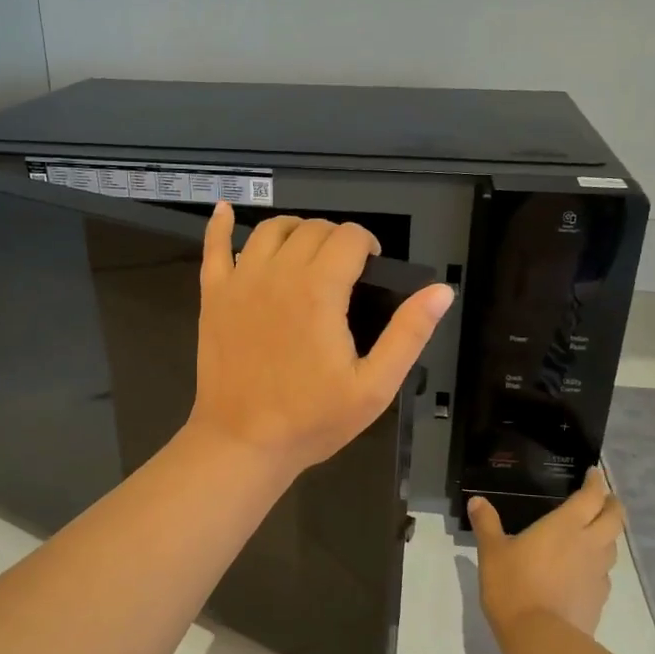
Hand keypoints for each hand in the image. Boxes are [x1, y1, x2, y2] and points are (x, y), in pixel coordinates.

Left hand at [187, 203, 453, 476]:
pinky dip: (220, 225)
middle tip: (346, 269)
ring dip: (295, 230)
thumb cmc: (312, 419)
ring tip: (307, 251)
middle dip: (336, 238)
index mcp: (320, 290)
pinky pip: (214, 247)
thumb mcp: (374, 386)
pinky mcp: (213, 296)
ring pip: (270, 230)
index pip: (350, 237)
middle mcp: (278, 273)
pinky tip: (225, 211)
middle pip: (312, 228)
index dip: (368, 244)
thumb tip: (441, 290)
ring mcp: (240, 281)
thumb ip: (409, 334)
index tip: (372, 268)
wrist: (243, 443)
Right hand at [471, 470, 624, 638]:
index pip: (591, 496)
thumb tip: (477, 501)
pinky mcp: (599, 598)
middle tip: (604, 499)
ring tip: (595, 533)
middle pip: (615, 518)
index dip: (596, 482)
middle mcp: (589, 544)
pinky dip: (598, 565)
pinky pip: (604, 574)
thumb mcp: (492, 552)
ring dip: (608, 535)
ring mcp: (598, 573)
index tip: (593, 474)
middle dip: (613, 504)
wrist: (540, 638)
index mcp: (565, 526)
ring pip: (613, 546)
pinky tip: (583, 571)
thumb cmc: (514, 586)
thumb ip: (487, 524)